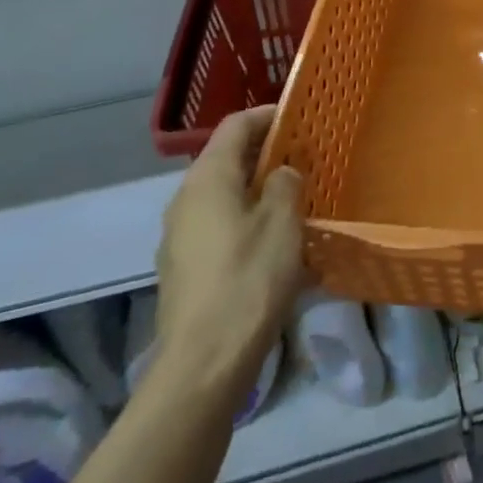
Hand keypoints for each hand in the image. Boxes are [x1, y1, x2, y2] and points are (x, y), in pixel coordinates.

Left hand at [155, 106, 305, 394]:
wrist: (202, 367)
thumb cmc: (248, 280)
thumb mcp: (282, 223)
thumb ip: (285, 183)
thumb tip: (281, 173)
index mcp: (208, 177)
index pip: (236, 125)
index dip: (267, 116)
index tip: (299, 118)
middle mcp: (186, 198)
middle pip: (226, 159)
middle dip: (265, 155)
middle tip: (303, 160)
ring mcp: (179, 236)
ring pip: (222, 196)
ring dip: (256, 191)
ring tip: (293, 202)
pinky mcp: (182, 270)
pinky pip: (217, 227)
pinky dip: (244, 222)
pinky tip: (271, 246)